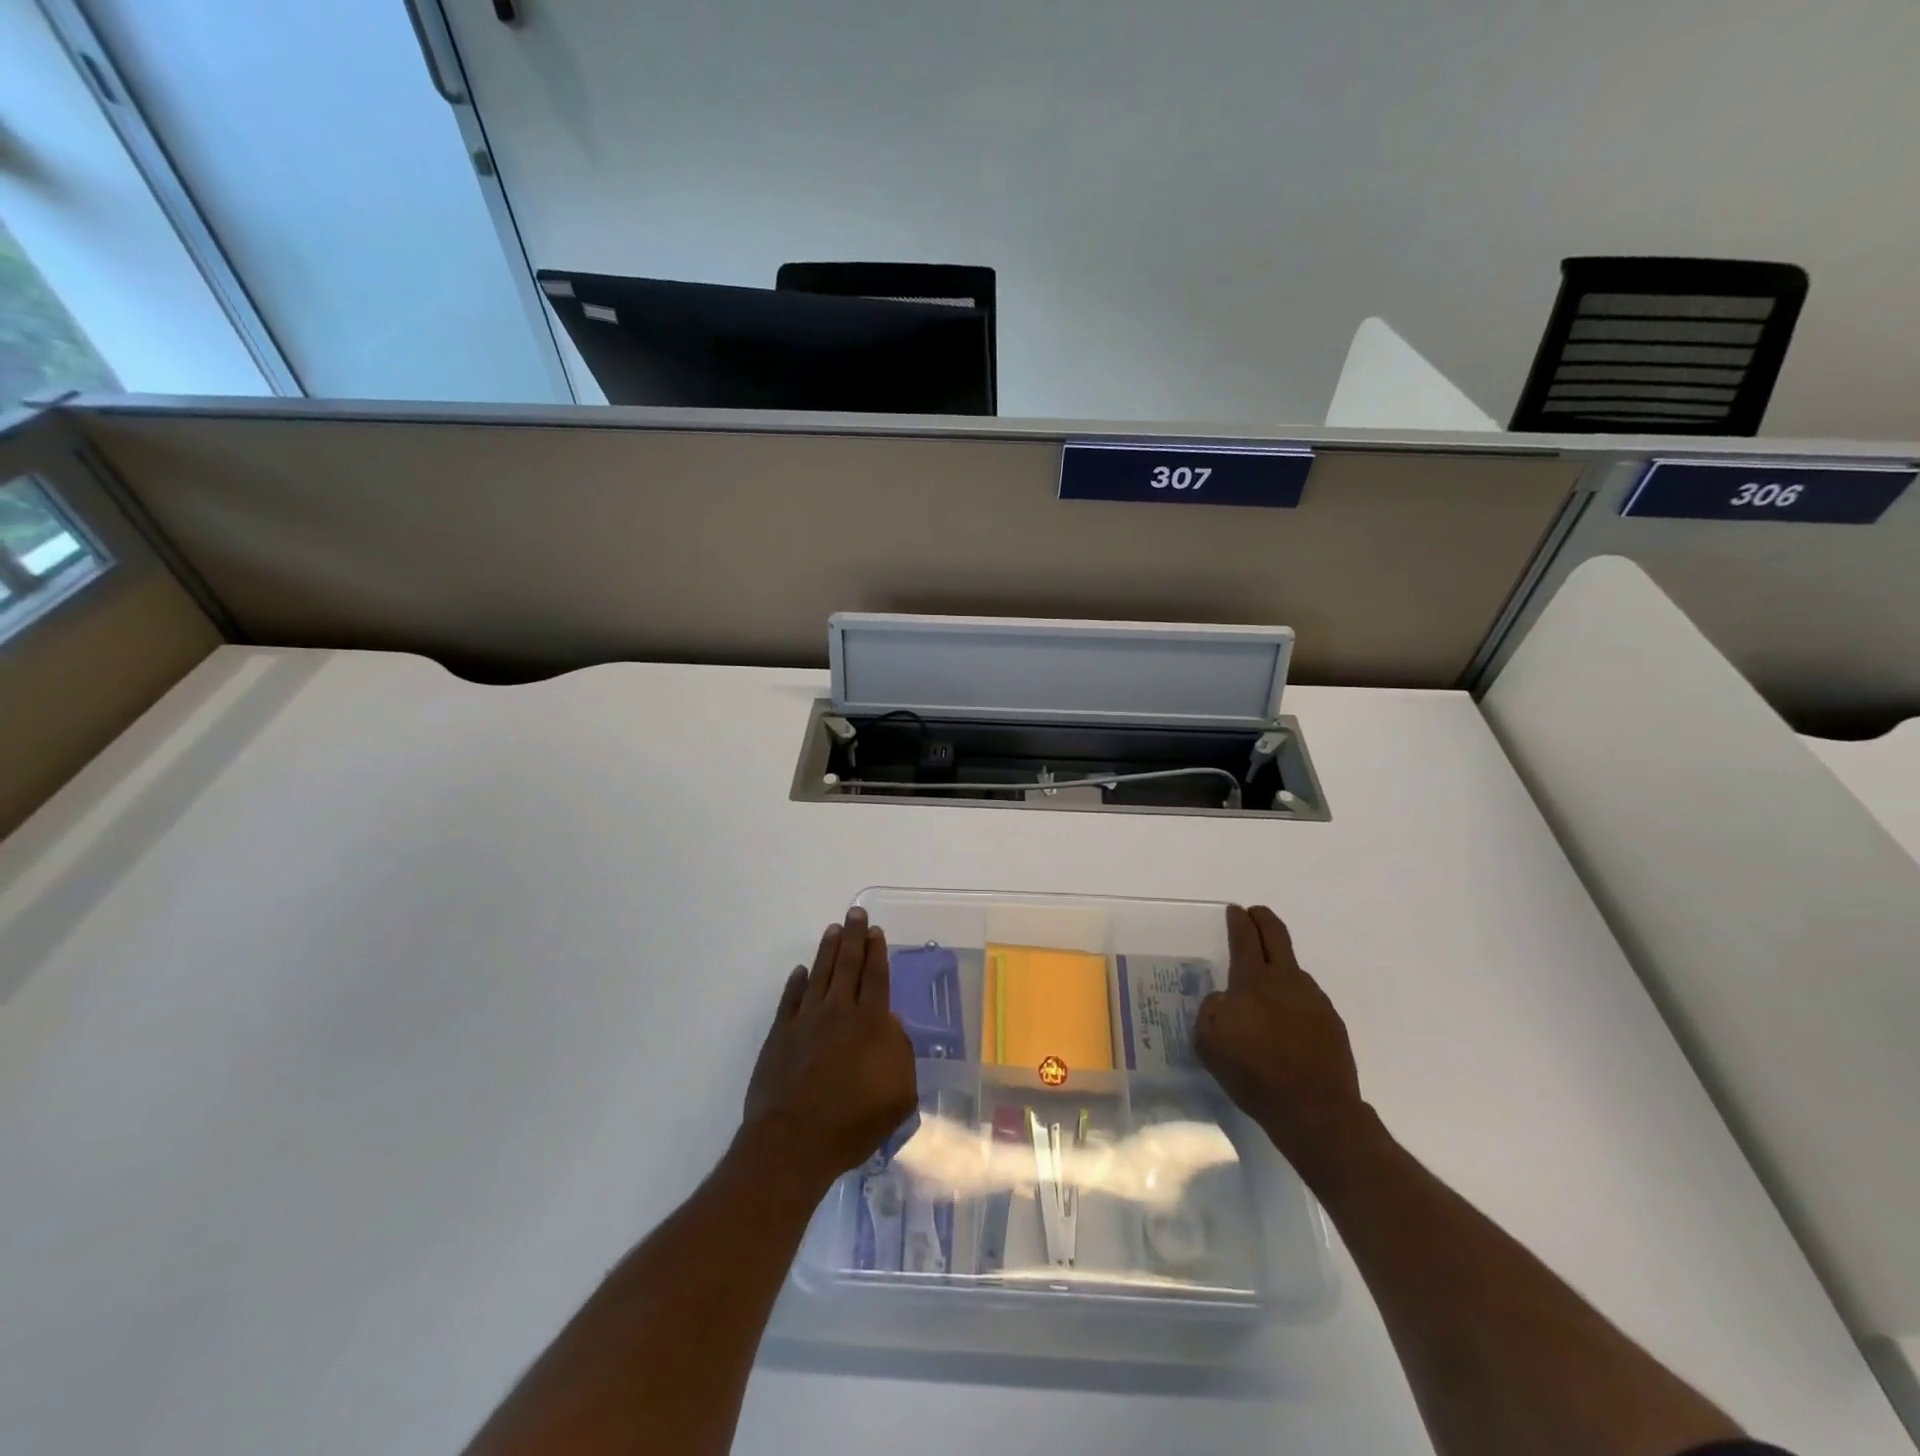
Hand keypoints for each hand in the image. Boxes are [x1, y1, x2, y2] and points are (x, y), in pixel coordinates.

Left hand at [742, 907, 917, 1193]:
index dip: (877, 952)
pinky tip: (801, 972)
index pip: (876, 977)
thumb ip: (900, 1054)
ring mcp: (805, 1021)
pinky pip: (790, 999)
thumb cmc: (853, 1122)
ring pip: (820, 974)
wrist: (794, 1141)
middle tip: (855, 913)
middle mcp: (838, 1011)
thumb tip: (890, 1026)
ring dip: (828, 950)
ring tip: (833, 930)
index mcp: (870, 1023)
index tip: (876, 930)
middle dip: (854, 937)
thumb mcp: (899, 1095)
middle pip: (848, 965)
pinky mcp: (780, 1035)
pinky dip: (796, 982)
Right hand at [1195, 905, 1367, 1177]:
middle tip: (1255, 914)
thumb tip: (1225, 999)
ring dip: (1278, 965)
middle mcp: (1286, 980)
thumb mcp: (1209, 1041)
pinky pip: (1306, 999)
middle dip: (1263, 920)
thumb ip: (1212, 1009)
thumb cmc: (1254, 1073)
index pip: (1245, 938)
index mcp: (1253, 981)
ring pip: (1293, 970)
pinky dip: (1293, 999)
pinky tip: (1286, 1022)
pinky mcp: (1331, 1024)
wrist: (1316, 1112)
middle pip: (1276, 936)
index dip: (1239, 921)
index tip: (1236, 911)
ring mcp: (1314, 1001)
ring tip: (1266, 982)